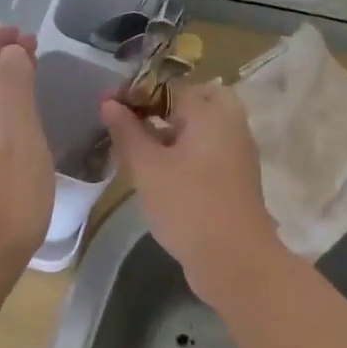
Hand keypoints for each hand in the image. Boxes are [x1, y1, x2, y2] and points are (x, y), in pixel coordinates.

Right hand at [101, 82, 283, 302]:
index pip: (171, 86)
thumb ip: (127, 131)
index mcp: (213, 113)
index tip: (110, 106)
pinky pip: (208, 152)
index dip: (138, 93)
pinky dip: (185, 154)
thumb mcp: (148, 167)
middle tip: (134, 123)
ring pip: (202, 128)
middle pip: (196, 101)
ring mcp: (238, 154)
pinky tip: (159, 175)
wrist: (235, 261)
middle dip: (164, 107)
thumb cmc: (188, 205)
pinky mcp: (236, 180)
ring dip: (172, 132)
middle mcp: (231, 126)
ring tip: (137, 151)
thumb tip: (109, 102)